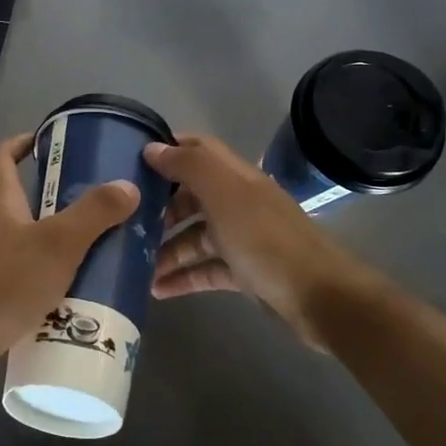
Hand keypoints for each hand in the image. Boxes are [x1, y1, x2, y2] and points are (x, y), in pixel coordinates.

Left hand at [0, 133, 139, 391]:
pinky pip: (16, 280)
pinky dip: (41, 282)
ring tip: (91, 253)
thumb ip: (94, 213)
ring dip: (50, 245)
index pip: (1, 156)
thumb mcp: (57, 244)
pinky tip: (68, 299)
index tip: (49, 140)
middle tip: (92, 206)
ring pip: (19, 243)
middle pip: (15, 201)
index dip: (21, 142)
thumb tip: (127, 185)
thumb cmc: (2, 284)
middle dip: (51, 200)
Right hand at [144, 134, 366, 340]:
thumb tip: (152, 148)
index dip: (167, 148)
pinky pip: (205, 270)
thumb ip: (189, 167)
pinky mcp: (244, 273)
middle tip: (125, 220)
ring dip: (165, 248)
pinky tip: (156, 290)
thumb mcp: (225, 195)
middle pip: (191, 196)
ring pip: (194, 236)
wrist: (320, 297)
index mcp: (236, 177)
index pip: (198, 150)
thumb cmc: (266, 240)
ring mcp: (242, 239)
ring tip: (133, 265)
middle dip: (159, 206)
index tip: (131, 159)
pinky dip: (182, 277)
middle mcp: (238, 203)